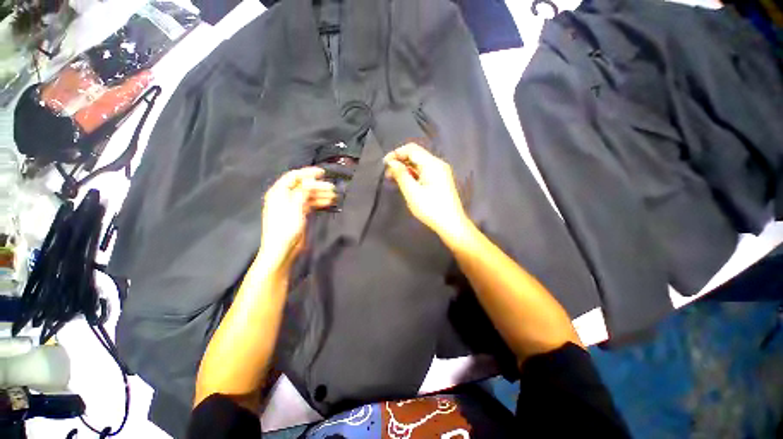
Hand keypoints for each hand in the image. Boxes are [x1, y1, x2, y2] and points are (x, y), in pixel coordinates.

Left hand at [260, 167, 335, 266]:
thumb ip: (302, 192)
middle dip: (318, 185)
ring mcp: (292, 206)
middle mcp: (284, 197)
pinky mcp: (298, 214)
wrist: (282, 250)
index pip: (294, 177)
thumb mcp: (294, 208)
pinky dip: (319, 202)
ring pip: (308, 195)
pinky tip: (329, 202)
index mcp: (278, 193)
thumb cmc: (285, 229)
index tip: (322, 173)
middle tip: (332, 187)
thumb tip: (310, 180)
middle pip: (303, 186)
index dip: (308, 173)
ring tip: (333, 195)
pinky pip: (310, 204)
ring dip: (320, 194)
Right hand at [384, 143, 469, 240]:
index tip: (384, 164)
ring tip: (394, 179)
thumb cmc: (431, 209)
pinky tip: (405, 182)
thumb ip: (401, 175)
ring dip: (406, 169)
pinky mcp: (440, 180)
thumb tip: (392, 163)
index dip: (396, 153)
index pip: (411, 149)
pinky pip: (424, 171)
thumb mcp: (412, 192)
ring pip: (419, 164)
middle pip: (416, 155)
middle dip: (400, 161)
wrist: (451, 224)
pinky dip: (413, 174)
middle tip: (388, 174)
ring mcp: (440, 172)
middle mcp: (438, 164)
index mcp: (432, 164)